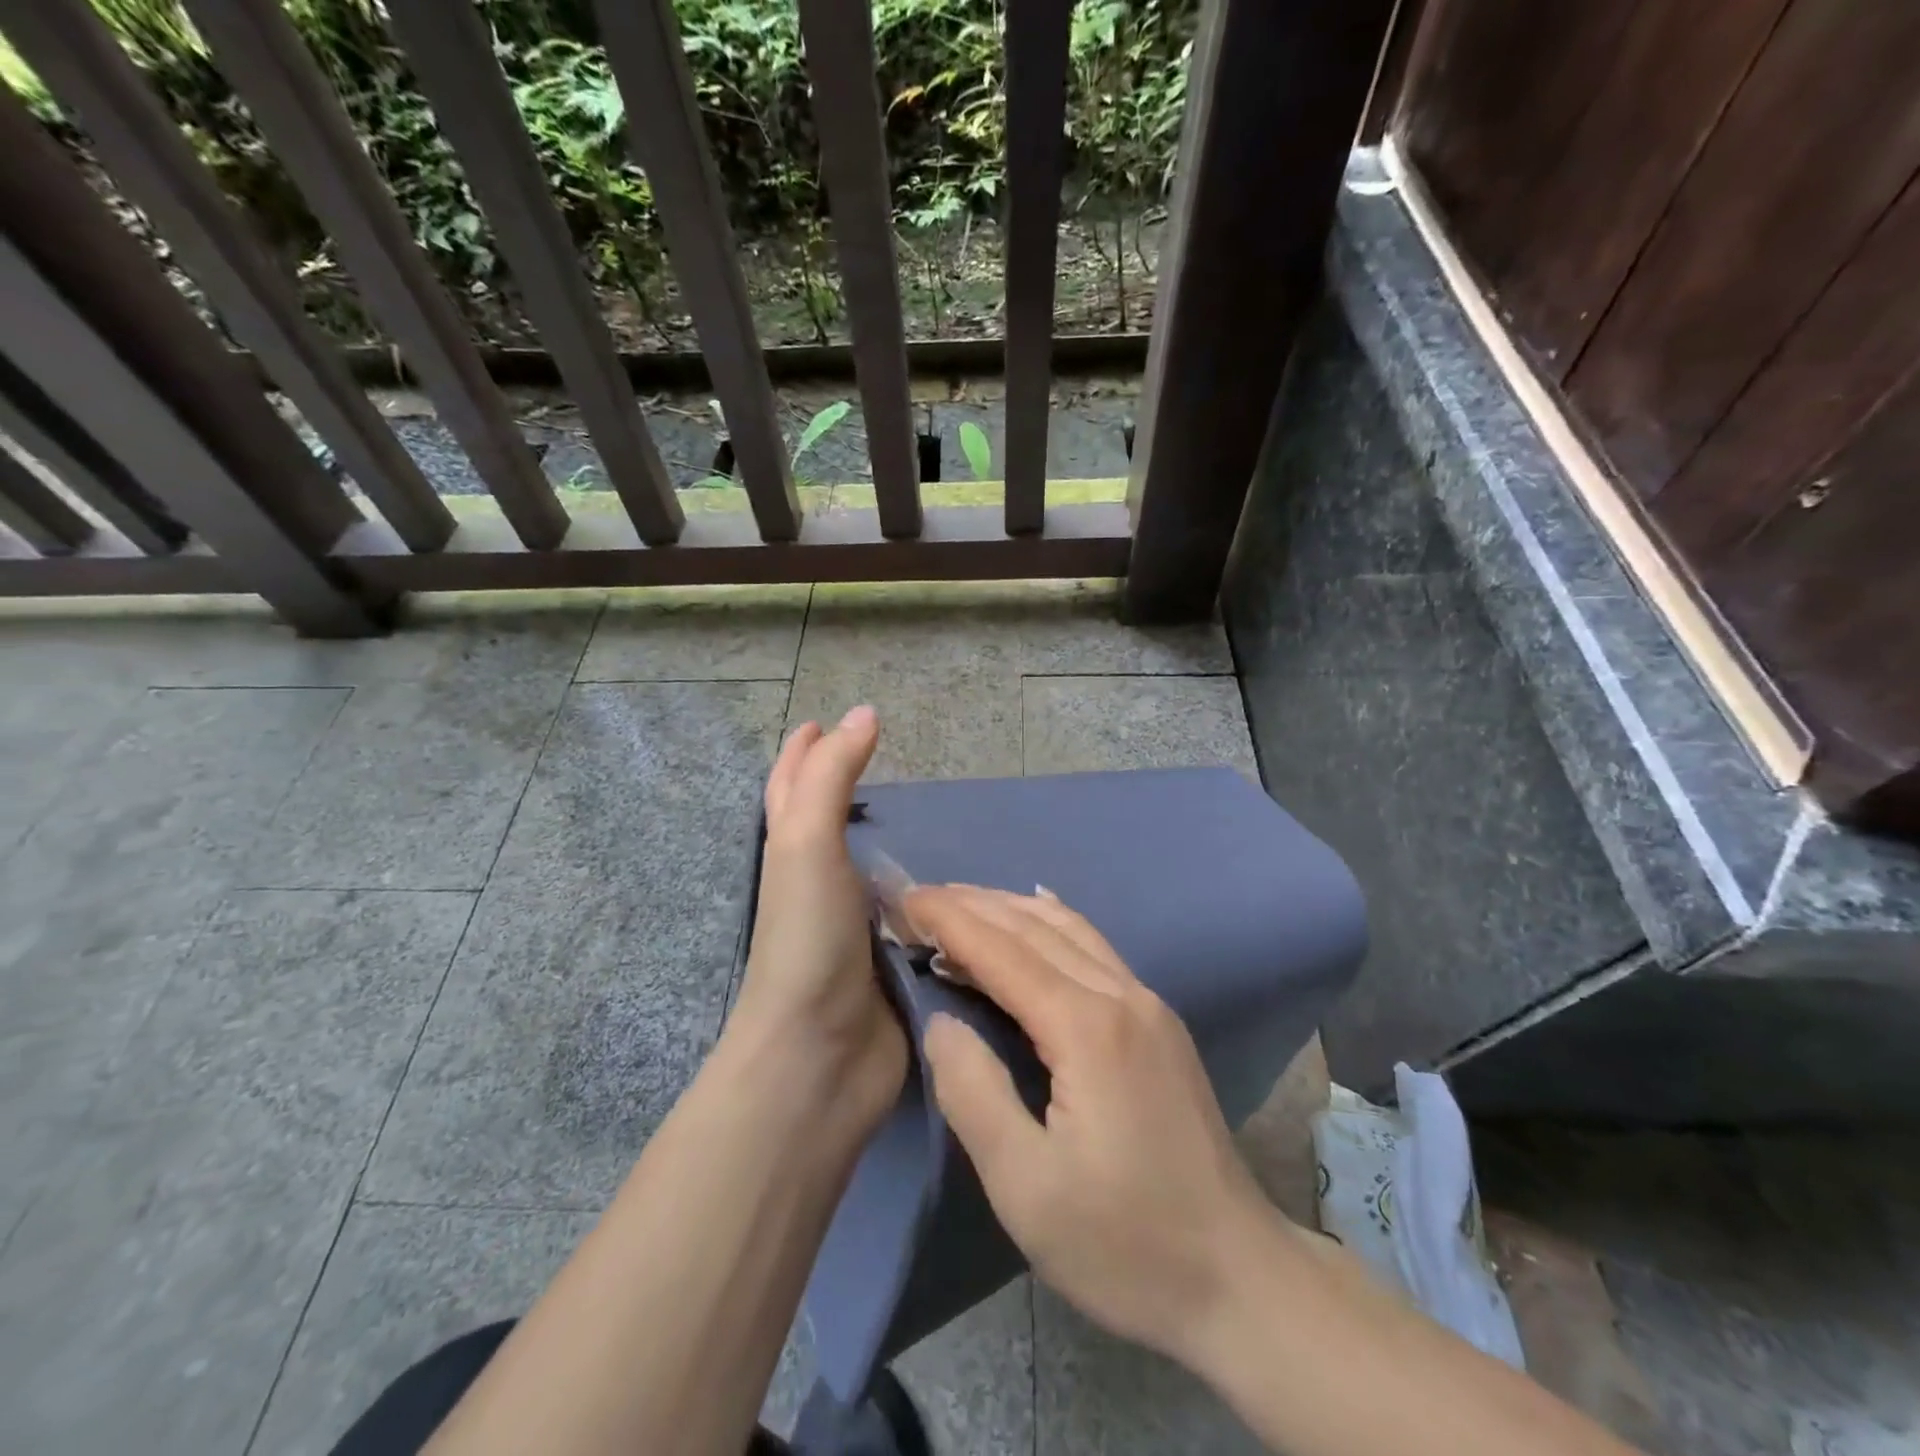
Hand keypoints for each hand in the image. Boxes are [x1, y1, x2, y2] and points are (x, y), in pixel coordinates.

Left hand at [728, 706, 906, 1134]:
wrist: (819, 1057)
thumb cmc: (807, 939)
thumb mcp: (807, 844)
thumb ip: (832, 776)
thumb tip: (861, 711)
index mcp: (794, 857)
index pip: (791, 790)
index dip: (802, 754)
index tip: (819, 722)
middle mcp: (822, 887)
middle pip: (829, 826)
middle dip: (844, 790)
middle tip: (883, 761)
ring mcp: (858, 929)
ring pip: (877, 871)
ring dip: (897, 846)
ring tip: (935, 819)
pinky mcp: (896, 965)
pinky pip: (917, 917)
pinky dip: (933, 896)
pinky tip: (962, 886)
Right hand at [908, 885, 1276, 1364]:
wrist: (1239, 1278)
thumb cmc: (1124, 1243)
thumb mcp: (1025, 1186)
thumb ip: (973, 1092)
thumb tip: (941, 1021)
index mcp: (1087, 1028)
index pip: (1002, 951)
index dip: (949, 920)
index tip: (904, 898)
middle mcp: (1121, 995)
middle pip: (1034, 927)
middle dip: (972, 904)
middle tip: (918, 896)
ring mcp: (1148, 1004)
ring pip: (1068, 929)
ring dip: (1009, 908)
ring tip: (961, 902)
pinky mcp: (1159, 1021)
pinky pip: (1094, 947)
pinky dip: (1051, 923)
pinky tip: (1036, 913)